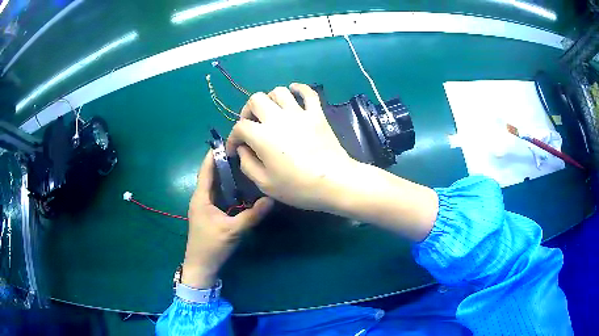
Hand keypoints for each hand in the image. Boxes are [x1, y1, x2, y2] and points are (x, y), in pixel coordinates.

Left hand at [182, 150, 272, 288]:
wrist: (201, 265)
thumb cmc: (212, 246)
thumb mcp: (233, 230)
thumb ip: (252, 215)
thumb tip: (271, 199)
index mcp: (201, 198)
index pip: (206, 171)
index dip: (213, 156)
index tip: (224, 141)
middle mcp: (200, 198)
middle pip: (210, 175)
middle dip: (222, 162)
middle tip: (239, 150)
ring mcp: (204, 207)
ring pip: (214, 186)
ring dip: (224, 175)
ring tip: (240, 163)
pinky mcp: (209, 214)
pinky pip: (217, 195)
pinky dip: (226, 188)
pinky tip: (239, 187)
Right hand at [226, 83, 356, 210]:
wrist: (335, 182)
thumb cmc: (298, 187)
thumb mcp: (265, 184)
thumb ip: (247, 164)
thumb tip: (242, 148)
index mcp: (262, 136)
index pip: (240, 127)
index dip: (233, 137)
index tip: (234, 149)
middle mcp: (278, 118)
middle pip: (256, 99)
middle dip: (248, 111)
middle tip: (251, 125)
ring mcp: (299, 113)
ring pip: (279, 91)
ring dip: (270, 99)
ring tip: (270, 112)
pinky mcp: (317, 113)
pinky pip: (308, 93)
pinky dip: (299, 89)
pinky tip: (294, 92)